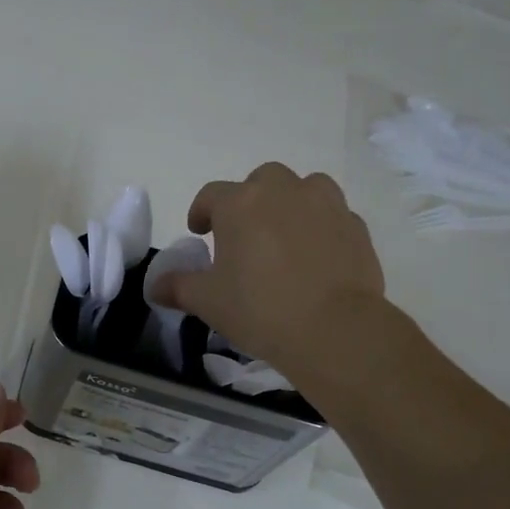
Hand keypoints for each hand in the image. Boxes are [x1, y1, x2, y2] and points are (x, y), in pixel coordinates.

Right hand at [147, 163, 384, 379]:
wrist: (334, 328)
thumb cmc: (259, 309)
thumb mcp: (207, 302)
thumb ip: (178, 287)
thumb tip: (154, 286)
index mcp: (239, 204)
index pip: (211, 196)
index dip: (201, 212)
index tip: (199, 232)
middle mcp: (282, 191)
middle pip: (261, 180)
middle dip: (249, 200)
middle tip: (244, 233)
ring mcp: (324, 204)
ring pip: (304, 188)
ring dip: (290, 203)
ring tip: (284, 235)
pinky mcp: (355, 225)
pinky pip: (332, 215)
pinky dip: (321, 227)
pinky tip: (316, 256)